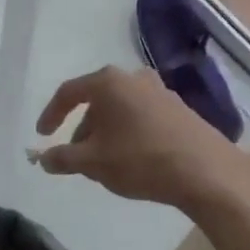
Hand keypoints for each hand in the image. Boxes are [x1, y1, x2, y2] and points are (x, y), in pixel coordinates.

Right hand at [35, 66, 249, 217]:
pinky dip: (128, 133)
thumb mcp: (93, 162)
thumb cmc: (140, 159)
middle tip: (76, 156)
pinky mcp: (178, 108)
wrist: (206, 171)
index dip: (51, 114)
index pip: (68, 92)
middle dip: (82, 128)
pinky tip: (131, 159)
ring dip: (106, 132)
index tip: (42, 136)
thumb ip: (62, 158)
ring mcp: (159, 91)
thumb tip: (43, 158)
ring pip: (120, 109)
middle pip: (96, 100)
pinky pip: (141, 116)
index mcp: (107, 82)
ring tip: (103, 162)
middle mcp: (132, 77)